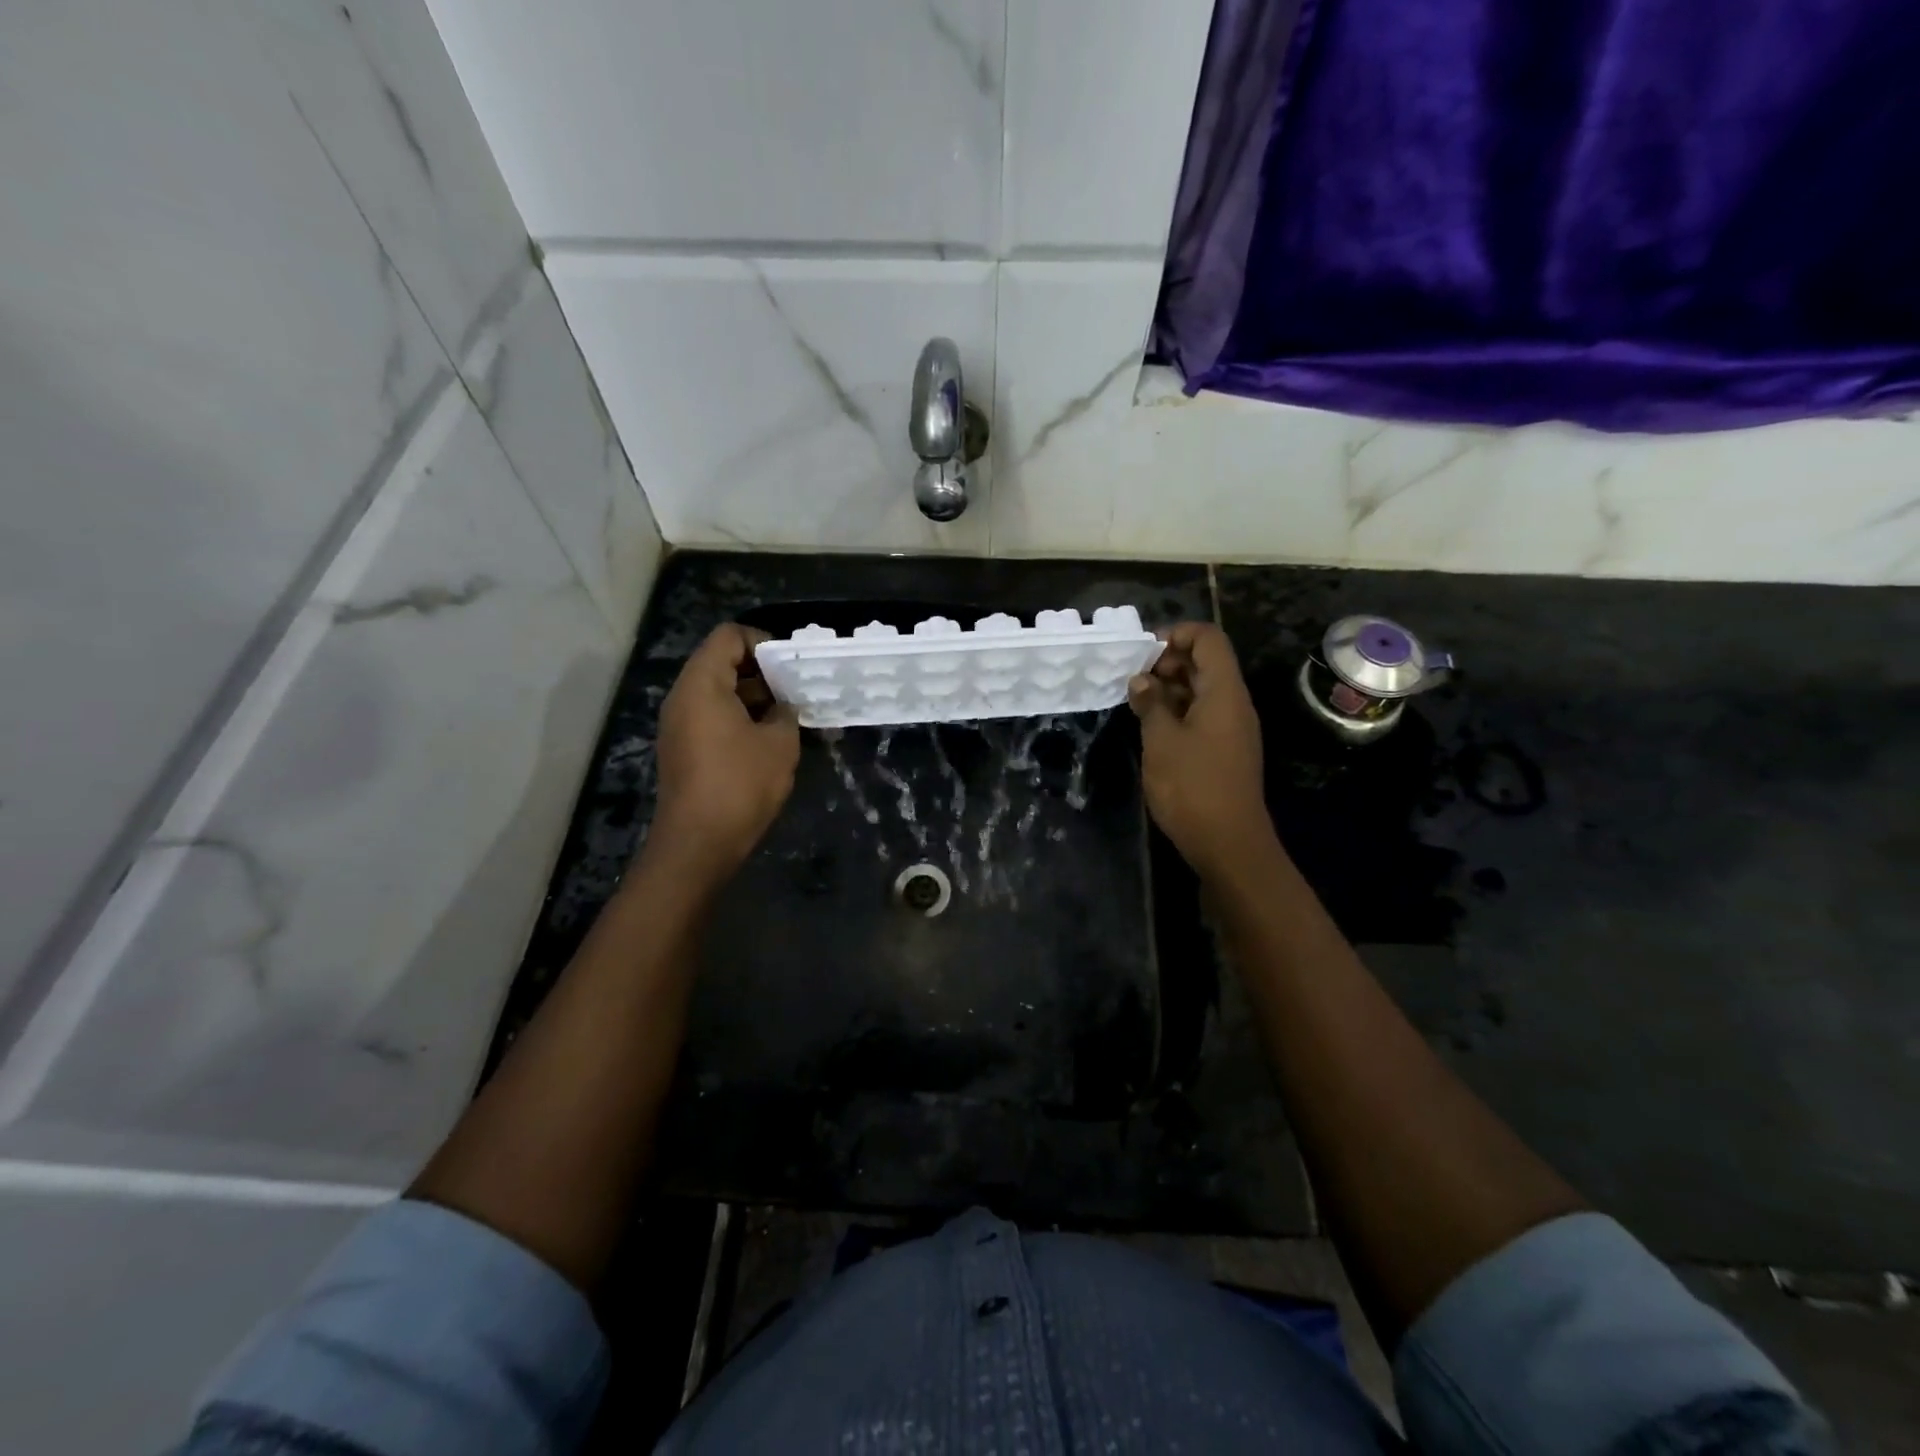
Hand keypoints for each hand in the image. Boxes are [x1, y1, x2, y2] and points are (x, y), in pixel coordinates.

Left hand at [650, 624, 799, 880]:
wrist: (698, 843)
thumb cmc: (740, 784)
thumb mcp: (779, 743)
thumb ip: (785, 713)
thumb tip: (783, 707)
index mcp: (701, 685)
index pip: (729, 636)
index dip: (763, 641)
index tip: (791, 665)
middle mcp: (682, 697)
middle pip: (721, 662)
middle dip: (762, 672)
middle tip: (797, 690)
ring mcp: (679, 725)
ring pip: (718, 692)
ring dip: (754, 698)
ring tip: (790, 716)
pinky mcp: (683, 750)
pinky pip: (712, 718)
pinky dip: (740, 719)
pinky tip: (769, 740)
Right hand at [1128, 622, 1275, 878]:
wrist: (1228, 843)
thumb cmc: (1192, 786)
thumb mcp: (1161, 740)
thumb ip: (1151, 703)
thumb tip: (1141, 681)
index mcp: (1224, 692)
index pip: (1208, 639)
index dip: (1176, 635)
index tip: (1142, 652)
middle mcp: (1233, 703)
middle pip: (1205, 663)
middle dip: (1167, 662)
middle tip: (1132, 679)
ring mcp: (1231, 728)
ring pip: (1201, 690)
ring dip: (1169, 688)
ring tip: (1135, 701)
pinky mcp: (1224, 749)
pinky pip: (1202, 714)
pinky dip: (1177, 710)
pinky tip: (1150, 725)